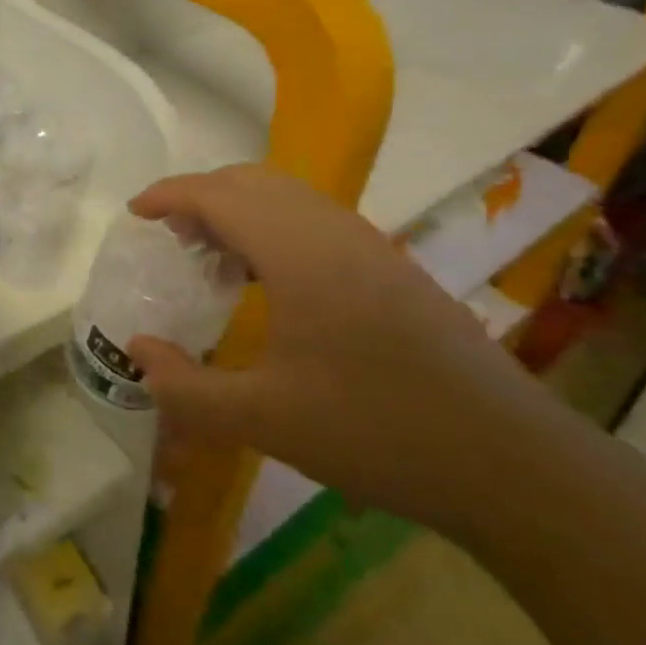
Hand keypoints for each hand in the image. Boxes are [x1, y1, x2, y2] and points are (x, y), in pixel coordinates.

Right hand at [127, 165, 554, 531]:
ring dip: (241, 211)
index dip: (170, 195)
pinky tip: (271, 285)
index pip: (220, 195)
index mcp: (298, 252)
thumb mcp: (262, 420)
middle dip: (203, 196)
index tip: (135, 213)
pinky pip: (316, 222)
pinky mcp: (394, 271)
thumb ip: (185, 387)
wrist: (510, 462)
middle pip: (254, 182)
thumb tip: (137, 352)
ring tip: (212, 257)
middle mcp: (334, 232)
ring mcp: (371, 248)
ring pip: (290, 198)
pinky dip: (275, 229)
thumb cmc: (376, 431)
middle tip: (170, 236)